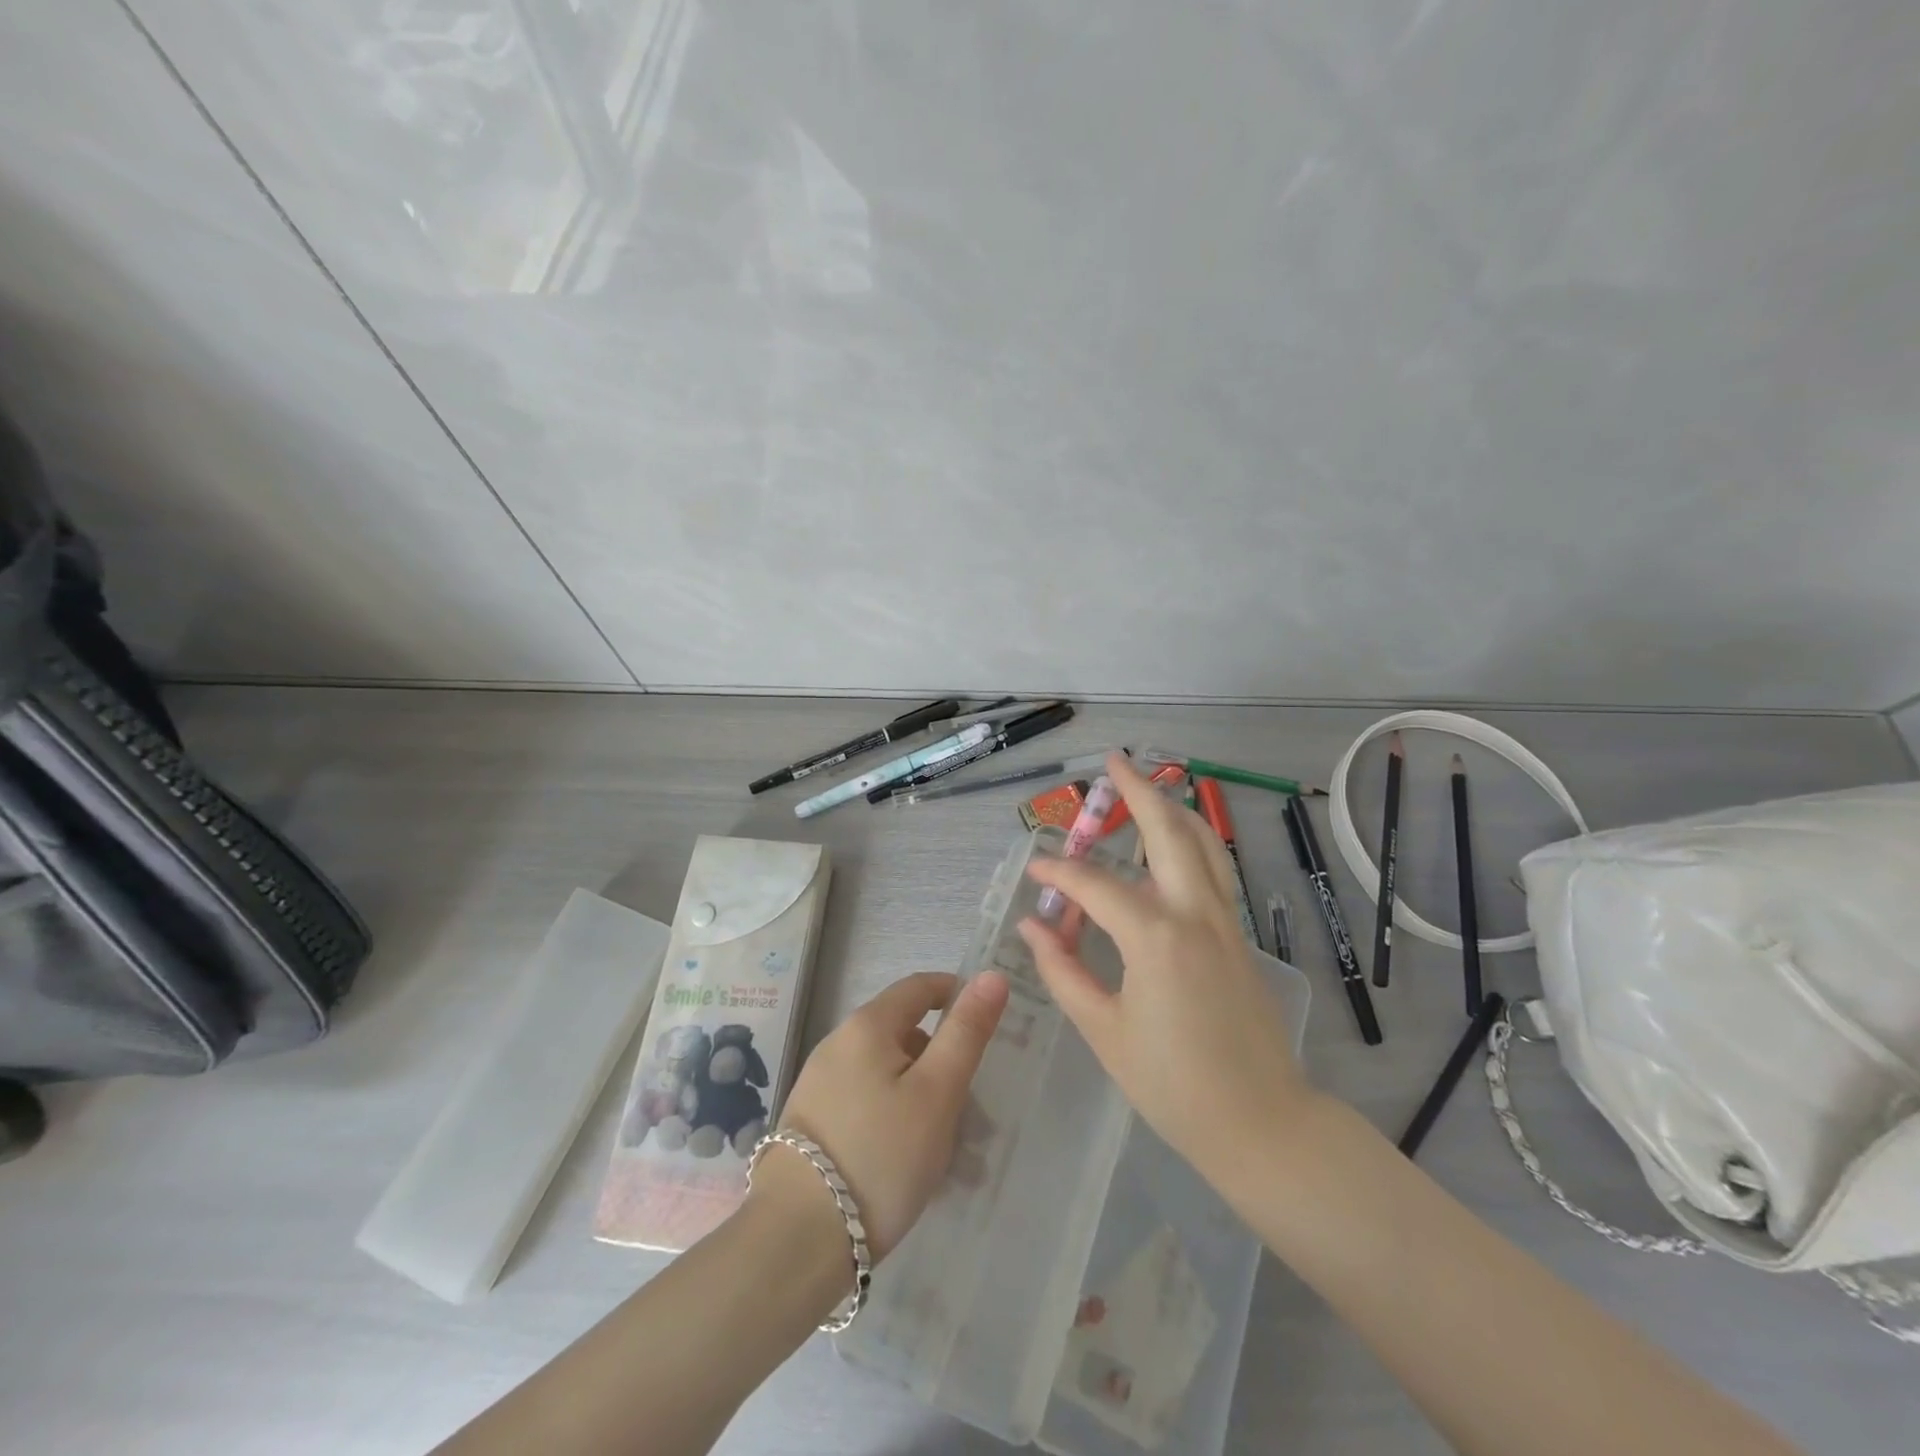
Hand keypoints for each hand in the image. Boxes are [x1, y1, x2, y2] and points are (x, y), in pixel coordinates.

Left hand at [772, 970, 1007, 1260]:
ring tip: (948, 1151)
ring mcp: (819, 1083)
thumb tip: (992, 975)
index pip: (919, 987)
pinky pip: (866, 1102)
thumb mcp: (937, 1092)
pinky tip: (908, 1164)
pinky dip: (894, 1117)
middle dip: (942, 1060)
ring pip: (887, 1073)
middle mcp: (837, 1043)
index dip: (956, 995)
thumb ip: (966, 1032)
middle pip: (903, 1033)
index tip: (986, 1027)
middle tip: (972, 1109)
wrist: (796, 1240)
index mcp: (867, 1025)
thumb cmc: (881, 1156)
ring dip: (921, 1096)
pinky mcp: (811, 1121)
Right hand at [1017, 752, 1312, 1182]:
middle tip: (1112, 761)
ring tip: (1149, 784)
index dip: (1058, 872)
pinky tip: (1175, 843)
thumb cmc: (1173, 1084)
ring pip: (1202, 842)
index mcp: (1154, 936)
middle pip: (1166, 831)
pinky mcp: (1238, 935)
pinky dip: (1192, 841)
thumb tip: (1034, 927)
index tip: (1035, 870)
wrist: (1262, 1122)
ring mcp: (1224, 921)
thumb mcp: (1104, 1031)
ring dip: (1173, 807)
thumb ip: (1063, 971)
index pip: (1094, 884)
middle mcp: (1193, 913)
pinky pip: (1214, 870)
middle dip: (1137, 791)